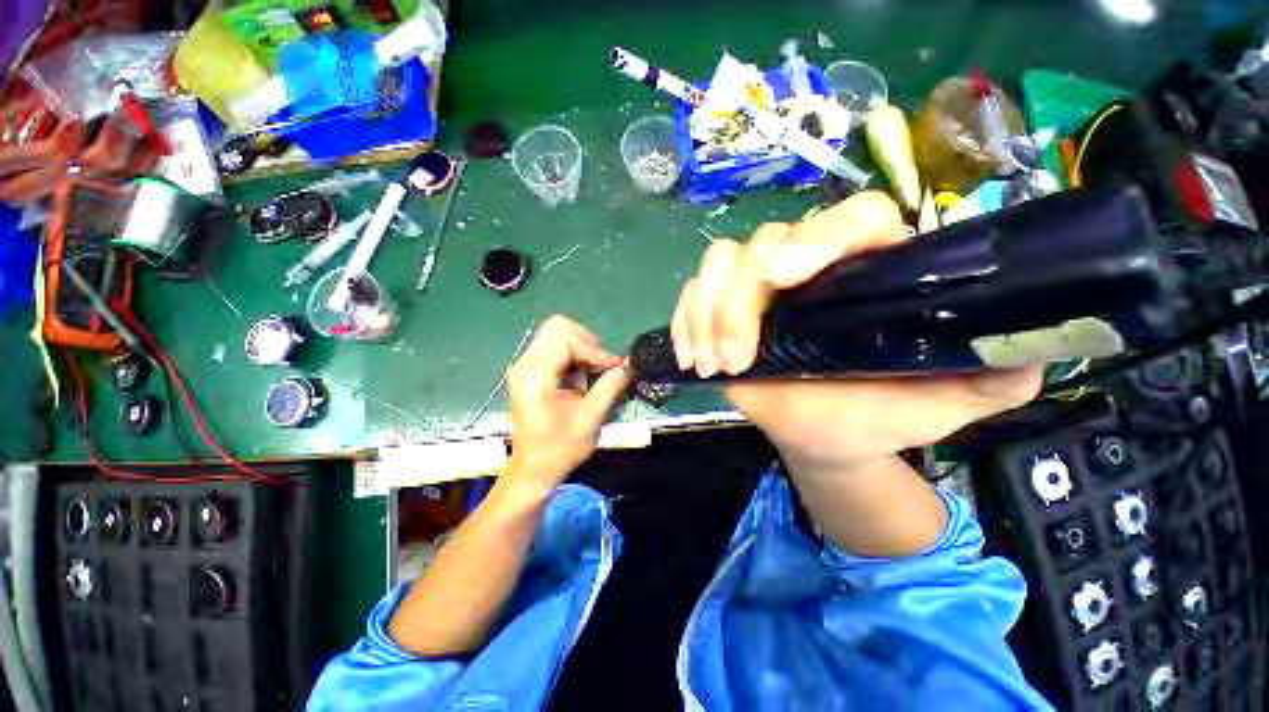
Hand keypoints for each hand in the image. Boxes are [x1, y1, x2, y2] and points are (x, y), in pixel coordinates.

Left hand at [506, 315, 630, 488]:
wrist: (534, 469)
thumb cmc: (559, 449)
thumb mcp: (590, 418)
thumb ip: (610, 387)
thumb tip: (628, 366)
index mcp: (534, 374)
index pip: (566, 340)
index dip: (594, 350)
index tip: (614, 368)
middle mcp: (525, 363)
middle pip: (557, 327)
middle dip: (586, 342)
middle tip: (602, 364)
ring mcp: (526, 366)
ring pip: (556, 334)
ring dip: (581, 348)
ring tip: (595, 371)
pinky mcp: (531, 371)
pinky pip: (554, 348)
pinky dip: (574, 356)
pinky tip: (583, 376)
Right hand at [671, 191, 1042, 474]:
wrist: (826, 437)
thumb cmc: (882, 414)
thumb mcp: (958, 397)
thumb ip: (1003, 369)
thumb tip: (1036, 341)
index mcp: (869, 272)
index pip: (853, 218)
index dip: (818, 238)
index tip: (785, 279)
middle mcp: (810, 267)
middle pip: (763, 242)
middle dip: (740, 299)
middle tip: (737, 358)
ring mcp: (758, 288)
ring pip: (719, 263)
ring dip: (707, 312)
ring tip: (716, 364)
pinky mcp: (721, 309)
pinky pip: (691, 294)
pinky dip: (685, 321)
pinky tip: (692, 357)